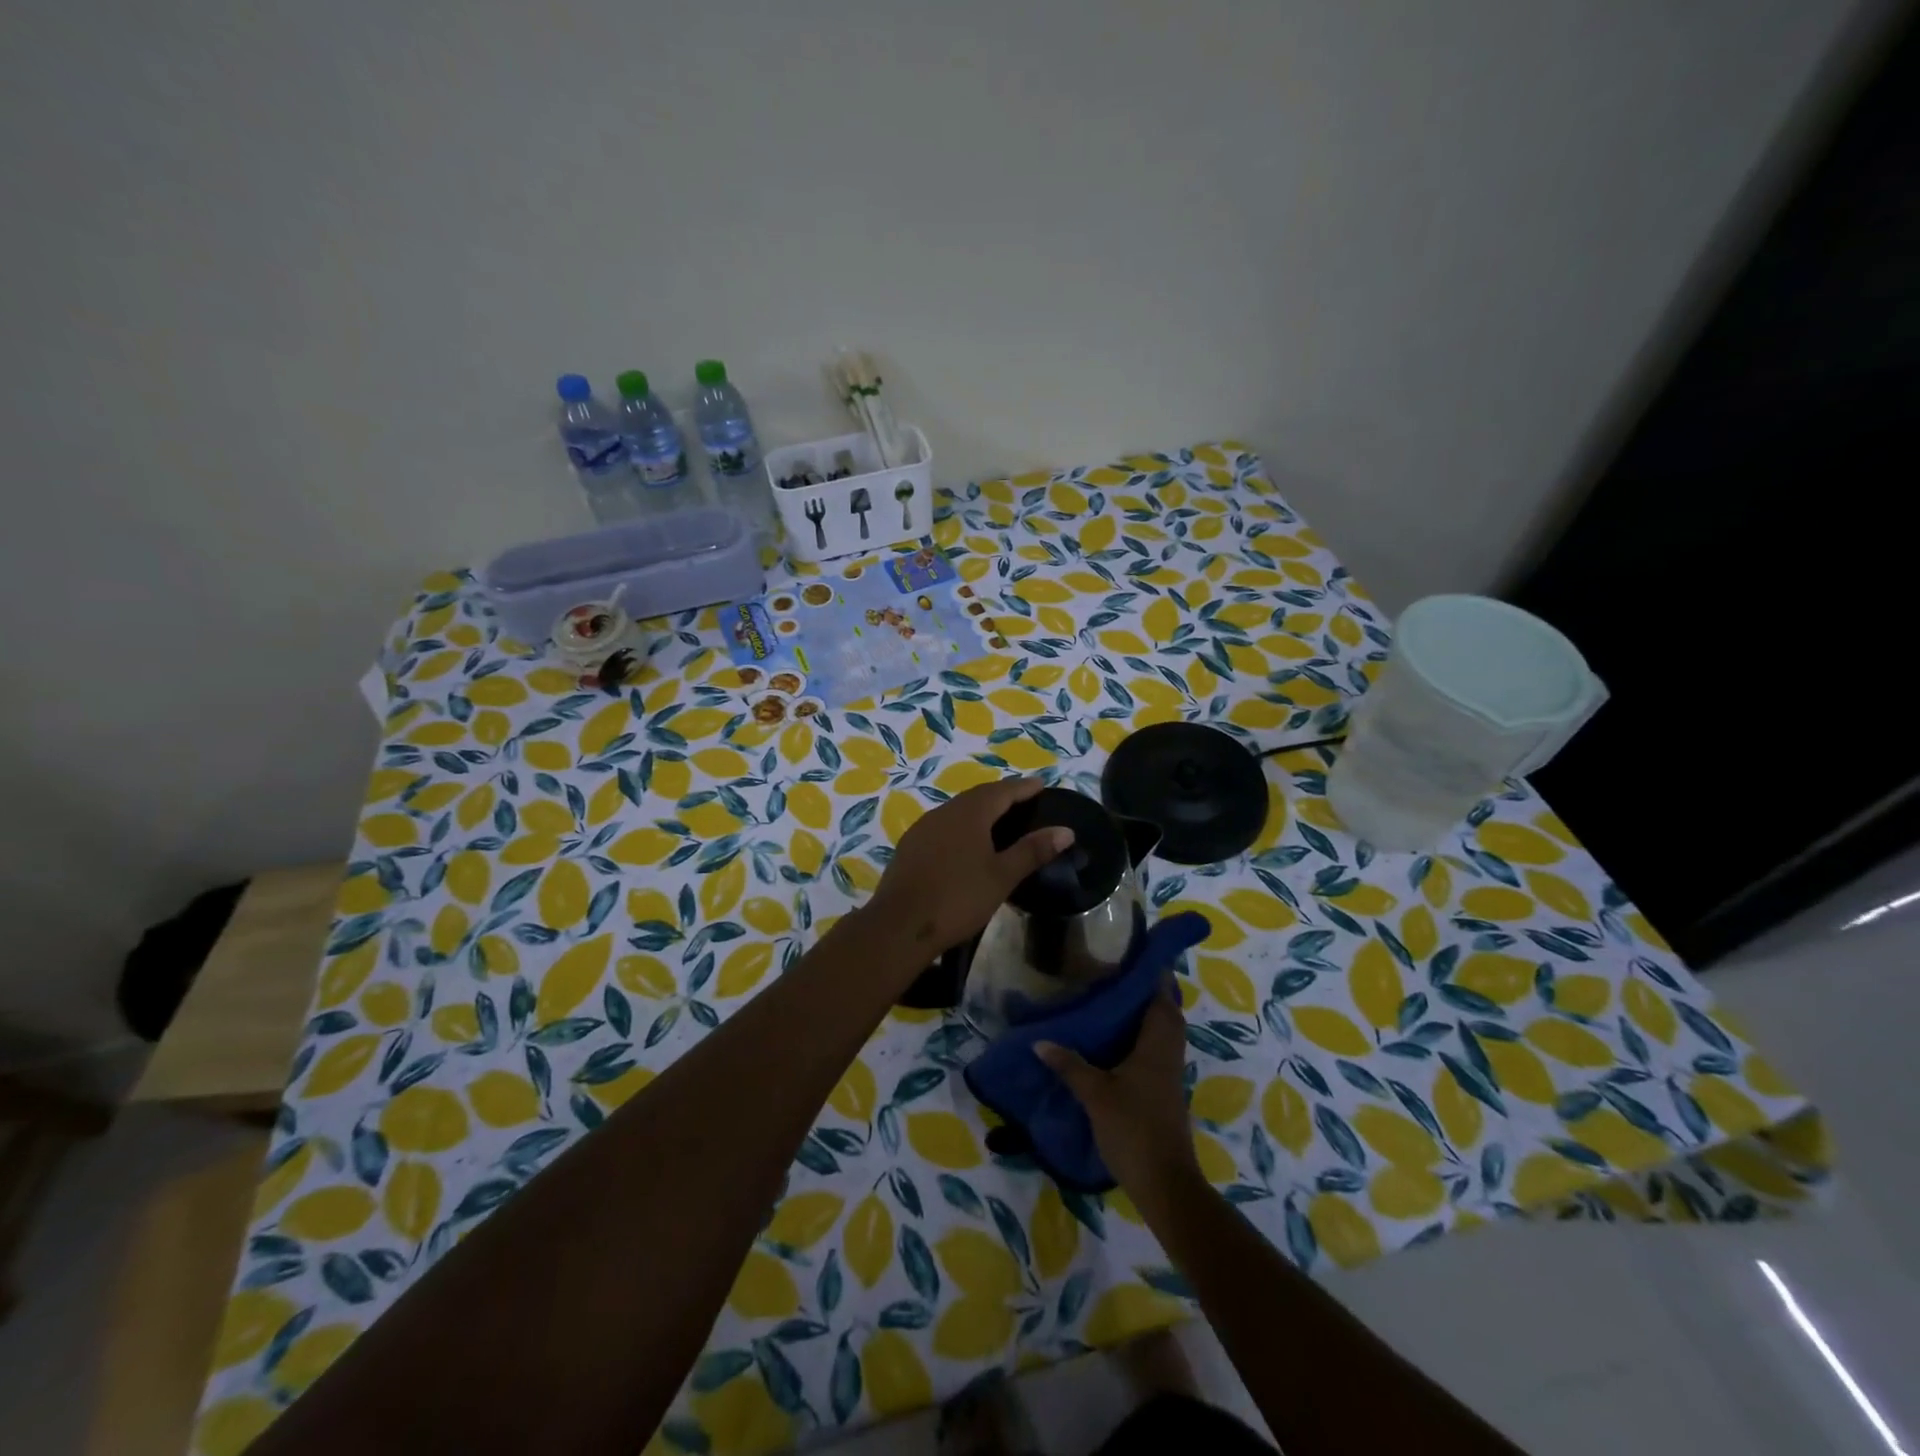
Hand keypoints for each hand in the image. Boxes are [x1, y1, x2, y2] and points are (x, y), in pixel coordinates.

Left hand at [866, 776, 1073, 955]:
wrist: (900, 925)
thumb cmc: (958, 898)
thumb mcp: (1002, 876)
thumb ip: (1032, 850)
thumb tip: (1066, 830)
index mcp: (969, 813)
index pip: (1002, 791)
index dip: (1023, 787)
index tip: (1040, 785)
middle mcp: (944, 812)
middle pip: (977, 796)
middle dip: (1001, 796)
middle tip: (1023, 801)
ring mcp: (923, 828)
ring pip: (957, 810)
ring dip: (979, 811)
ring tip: (998, 821)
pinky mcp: (910, 847)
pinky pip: (943, 826)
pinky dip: (961, 827)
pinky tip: (966, 844)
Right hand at [1035, 991, 1201, 1208]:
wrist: (1165, 1183)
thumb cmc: (1133, 1129)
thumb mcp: (1095, 1094)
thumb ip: (1069, 1064)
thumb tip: (1040, 1041)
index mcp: (1156, 1045)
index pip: (1161, 999)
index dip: (1154, 975)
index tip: (1137, 956)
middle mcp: (1168, 1054)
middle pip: (1167, 1014)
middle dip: (1150, 993)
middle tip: (1122, 978)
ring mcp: (1170, 1075)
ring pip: (1165, 1034)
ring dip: (1149, 1016)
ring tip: (1117, 1005)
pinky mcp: (1166, 1093)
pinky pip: (1159, 1052)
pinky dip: (1145, 1039)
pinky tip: (1120, 1044)